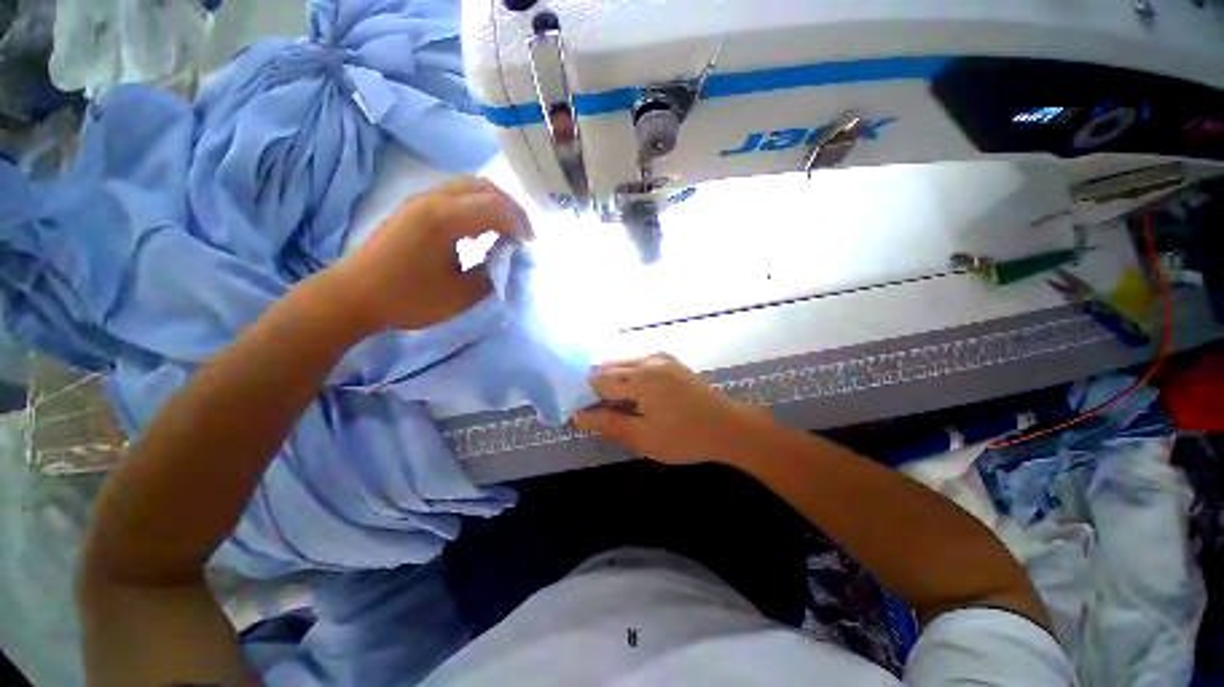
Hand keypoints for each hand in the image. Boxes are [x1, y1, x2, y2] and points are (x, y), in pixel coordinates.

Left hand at [333, 178, 531, 332]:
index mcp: (445, 219)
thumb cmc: (408, 299)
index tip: (529, 246)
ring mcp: (421, 200)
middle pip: (485, 188)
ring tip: (506, 230)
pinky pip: (455, 193)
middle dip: (512, 209)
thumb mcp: (461, 295)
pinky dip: (477, 205)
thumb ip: (492, 274)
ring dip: (494, 204)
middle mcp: (434, 200)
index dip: (519, 225)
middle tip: (523, 234)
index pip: (496, 208)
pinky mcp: (414, 207)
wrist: (353, 296)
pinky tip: (479, 229)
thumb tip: (506, 258)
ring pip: (469, 186)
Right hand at [573, 354, 772, 464]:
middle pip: (609, 367)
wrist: (728, 427)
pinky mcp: (670, 361)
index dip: (585, 396)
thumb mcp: (643, 437)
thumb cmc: (684, 437)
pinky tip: (635, 392)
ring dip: (613, 379)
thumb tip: (577, 416)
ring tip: (616, 403)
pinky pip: (639, 362)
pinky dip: (629, 374)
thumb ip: (608, 424)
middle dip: (598, 386)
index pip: (598, 381)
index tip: (583, 411)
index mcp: (639, 378)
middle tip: (598, 410)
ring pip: (623, 363)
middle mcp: (647, 361)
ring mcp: (660, 358)